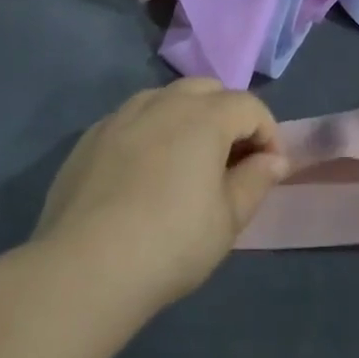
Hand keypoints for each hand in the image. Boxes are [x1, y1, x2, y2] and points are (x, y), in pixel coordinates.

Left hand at [34, 79, 288, 309]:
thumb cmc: (171, 243)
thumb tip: (273, 159)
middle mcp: (164, 102)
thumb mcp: (227, 219)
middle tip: (230, 160)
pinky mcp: (91, 136)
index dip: (268, 134)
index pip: (249, 106)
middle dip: (228, 115)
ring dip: (187, 118)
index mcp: (204, 116)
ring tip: (187, 163)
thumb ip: (255, 181)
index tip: (268, 171)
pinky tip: (143, 174)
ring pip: (166, 98)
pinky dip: (150, 132)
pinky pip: (132, 120)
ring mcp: (122, 115)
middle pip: (208, 90)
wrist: (85, 267)